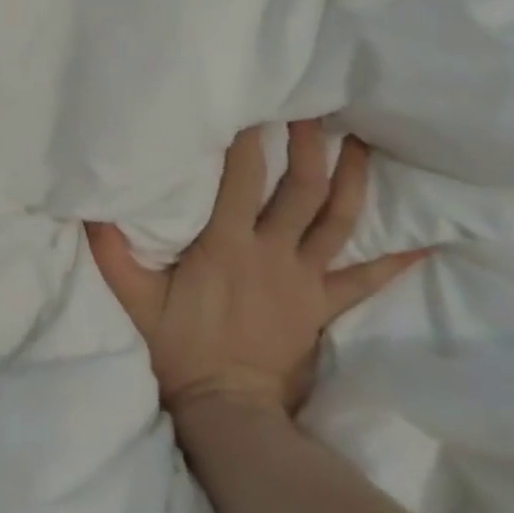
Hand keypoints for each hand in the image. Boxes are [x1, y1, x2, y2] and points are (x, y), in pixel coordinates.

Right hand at [87, 121, 428, 420]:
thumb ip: (111, 253)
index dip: (248, 140)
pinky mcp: (321, 304)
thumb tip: (87, 209)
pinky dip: (394, 261)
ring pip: (337, 220)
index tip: (254, 105)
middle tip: (316, 108)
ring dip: (351, 179)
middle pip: (300, 188)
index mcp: (227, 245)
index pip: (241, 179)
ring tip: (361, 142)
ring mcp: (303, 278)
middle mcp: (272, 253)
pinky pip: (364, 280)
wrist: (227, 407)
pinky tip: (425, 242)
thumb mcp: (134, 300)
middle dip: (308, 144)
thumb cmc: (178, 349)